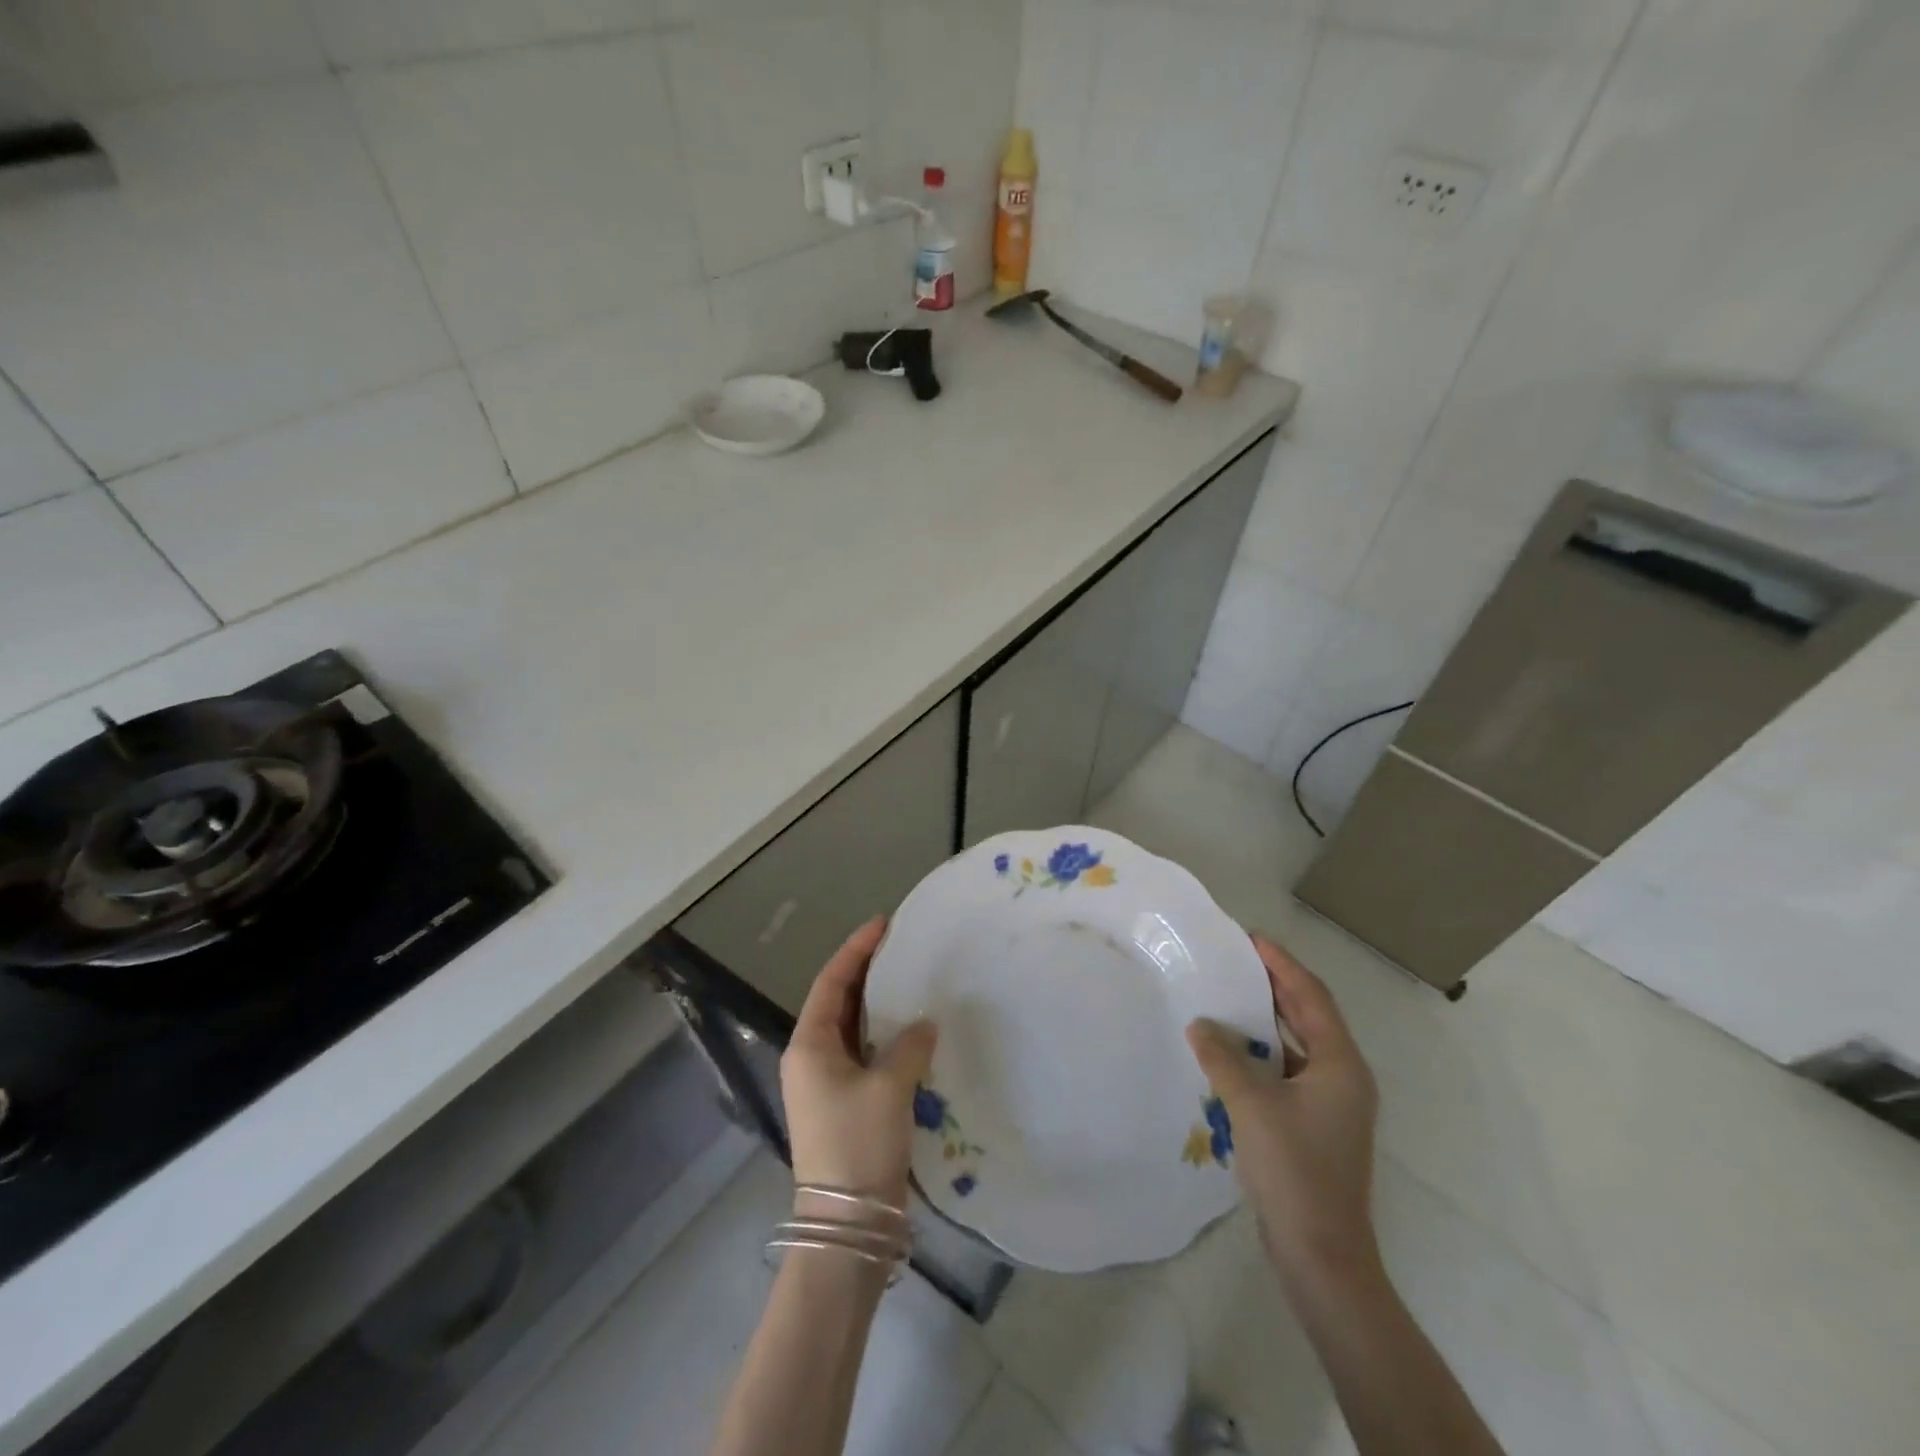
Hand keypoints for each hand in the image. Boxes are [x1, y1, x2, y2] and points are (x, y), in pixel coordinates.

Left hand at [781, 917, 937, 1212]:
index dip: (856, 949)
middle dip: (869, 973)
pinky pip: (867, 1056)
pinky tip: (915, 1033)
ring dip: (880, 1006)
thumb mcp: (888, 1088)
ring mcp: (828, 1084)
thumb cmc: (858, 1145)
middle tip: (903, 948)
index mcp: (809, 1045)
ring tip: (913, 982)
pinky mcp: (847, 1106)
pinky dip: (888, 1039)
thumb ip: (908, 1046)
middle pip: (840, 1002)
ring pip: (855, 1030)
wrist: (848, 1227)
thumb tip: (923, 1025)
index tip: (884, 924)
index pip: (832, 982)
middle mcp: (812, 1059)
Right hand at [1186, 933, 1380, 1291]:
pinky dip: (1261, 1054)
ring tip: (1227, 998)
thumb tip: (1200, 1023)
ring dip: (1265, 1021)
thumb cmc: (1294, 1171)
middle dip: (1274, 986)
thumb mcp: (1251, 1105)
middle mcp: (1343, 1078)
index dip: (1281, 964)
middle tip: (1236, 960)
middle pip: (1308, 1016)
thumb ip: (1222, 1057)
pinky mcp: (1315, 1126)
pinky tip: (1229, 1053)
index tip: (1250, 938)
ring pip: (1296, 1046)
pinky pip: (1286, 1072)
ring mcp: (1331, 1105)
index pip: (1311, 996)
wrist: (1322, 1256)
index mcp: (1340, 1065)